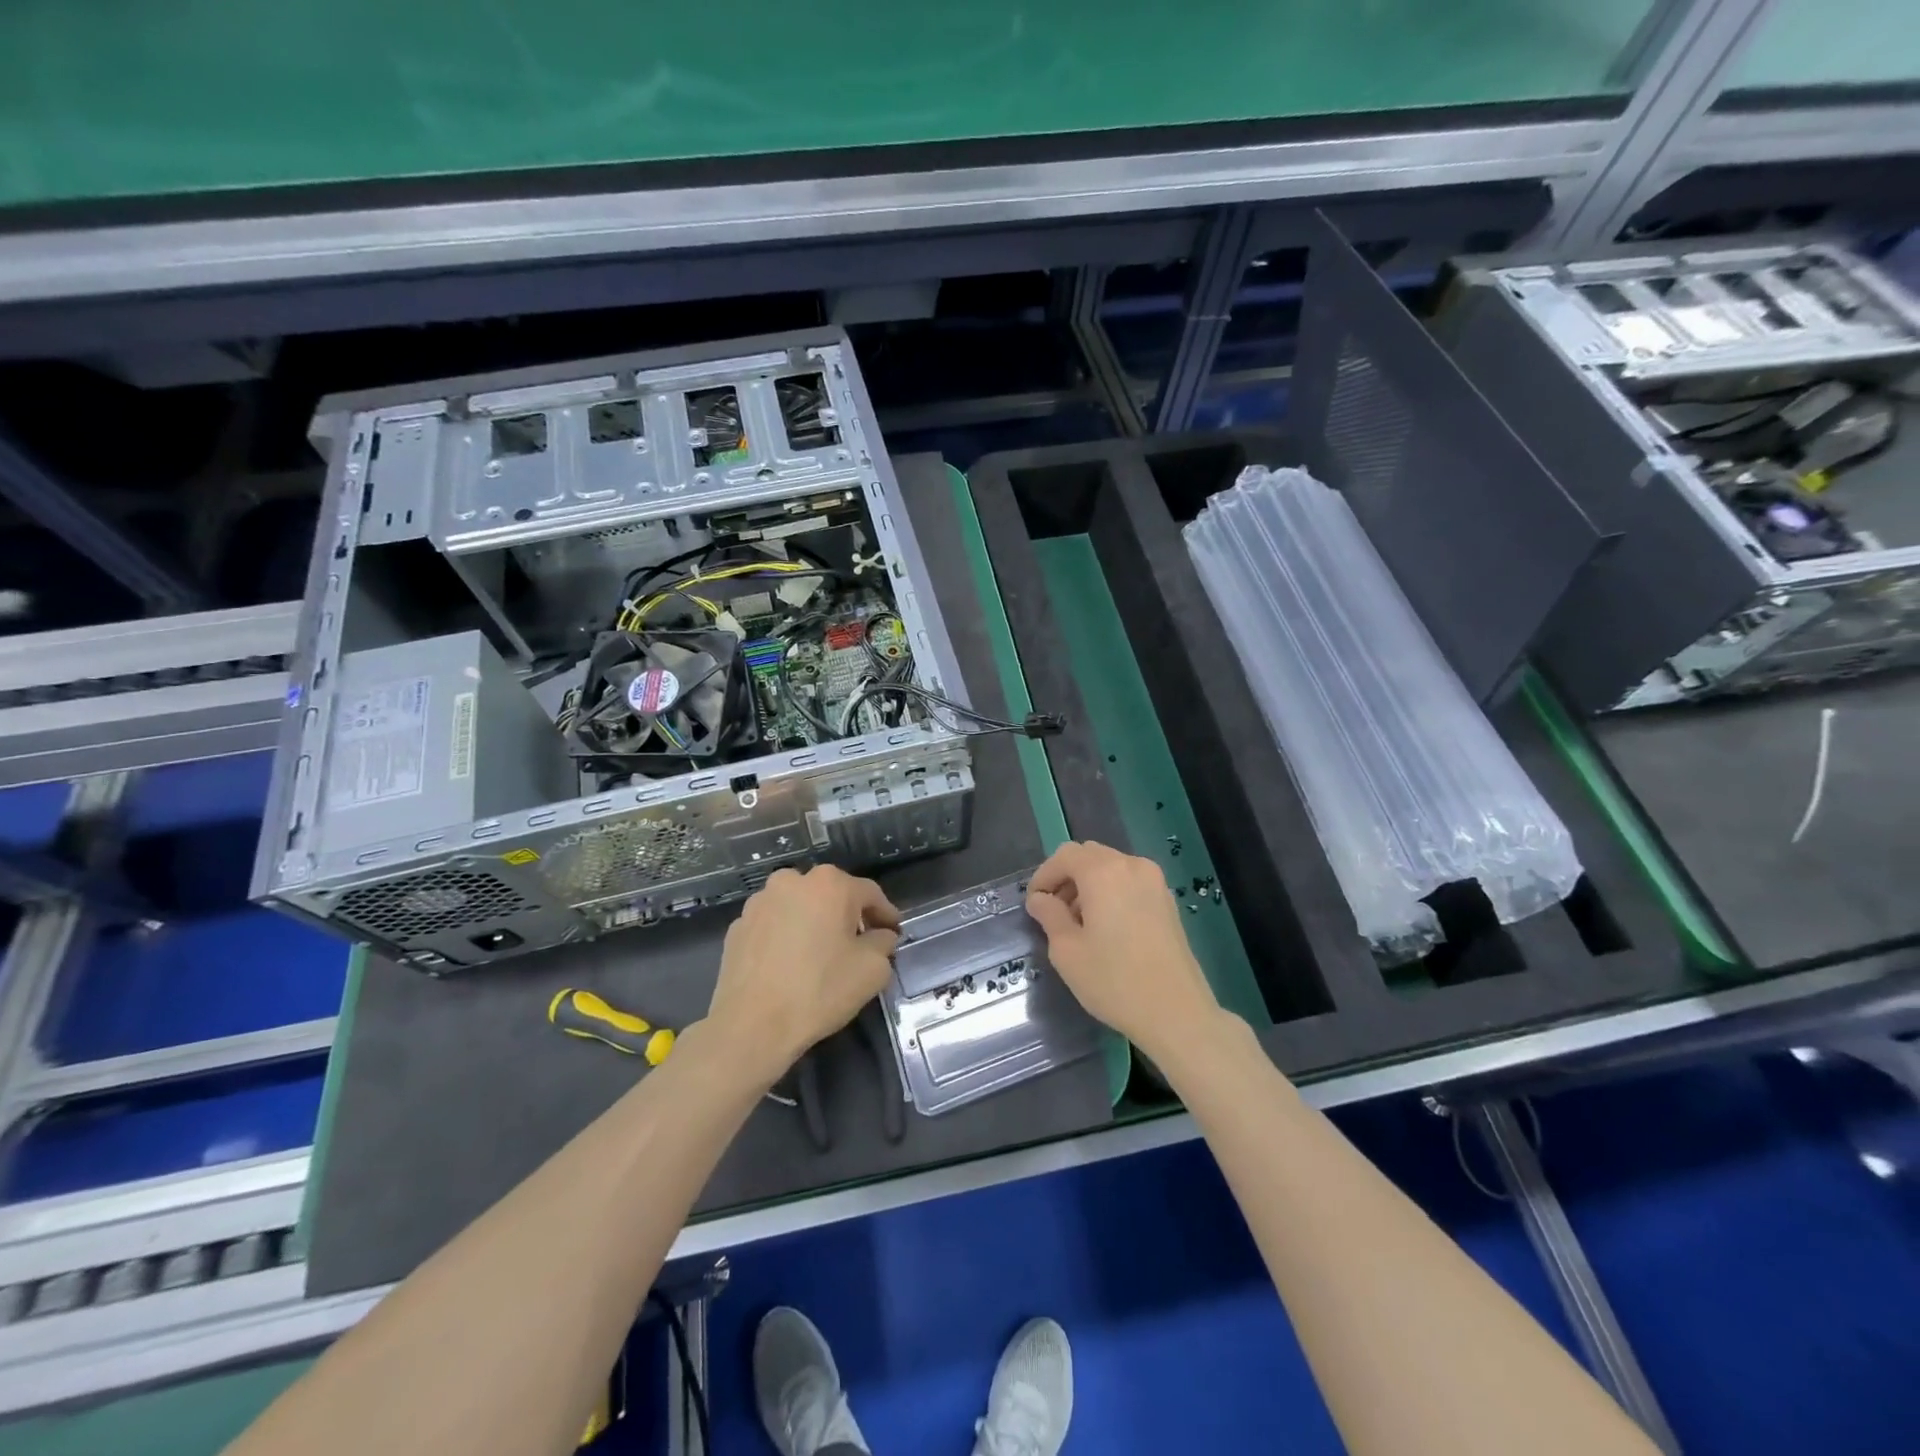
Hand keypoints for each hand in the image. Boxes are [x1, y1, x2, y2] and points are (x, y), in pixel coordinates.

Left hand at [704, 865, 899, 1084]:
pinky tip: (789, 963)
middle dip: (848, 915)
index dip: (886, 914)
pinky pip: (774, 924)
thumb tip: (880, 936)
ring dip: (814, 922)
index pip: (870, 894)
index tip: (894, 933)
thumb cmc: (819, 990)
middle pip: (832, 894)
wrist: (751, 1025)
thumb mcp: (872, 970)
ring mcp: (760, 901)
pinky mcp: (738, 926)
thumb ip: (883, 944)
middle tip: (859, 942)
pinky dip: (786, 935)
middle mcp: (793, 881)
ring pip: (799, 906)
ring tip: (820, 953)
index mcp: (830, 884)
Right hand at [1025, 841, 1222, 1061]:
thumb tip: (1040, 899)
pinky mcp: (1168, 901)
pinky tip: (1107, 927)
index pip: (1065, 856)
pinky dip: (1111, 892)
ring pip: (1111, 868)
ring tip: (1079, 923)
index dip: (1044, 876)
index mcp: (1103, 872)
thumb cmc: (1114, 981)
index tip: (1034, 904)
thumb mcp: (1067, 951)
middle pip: (1089, 856)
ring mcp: (1155, 882)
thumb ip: (1049, 915)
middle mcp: (1131, 865)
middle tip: (1053, 912)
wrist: (1177, 1013)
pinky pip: (1130, 882)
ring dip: (1089, 885)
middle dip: (1066, 877)